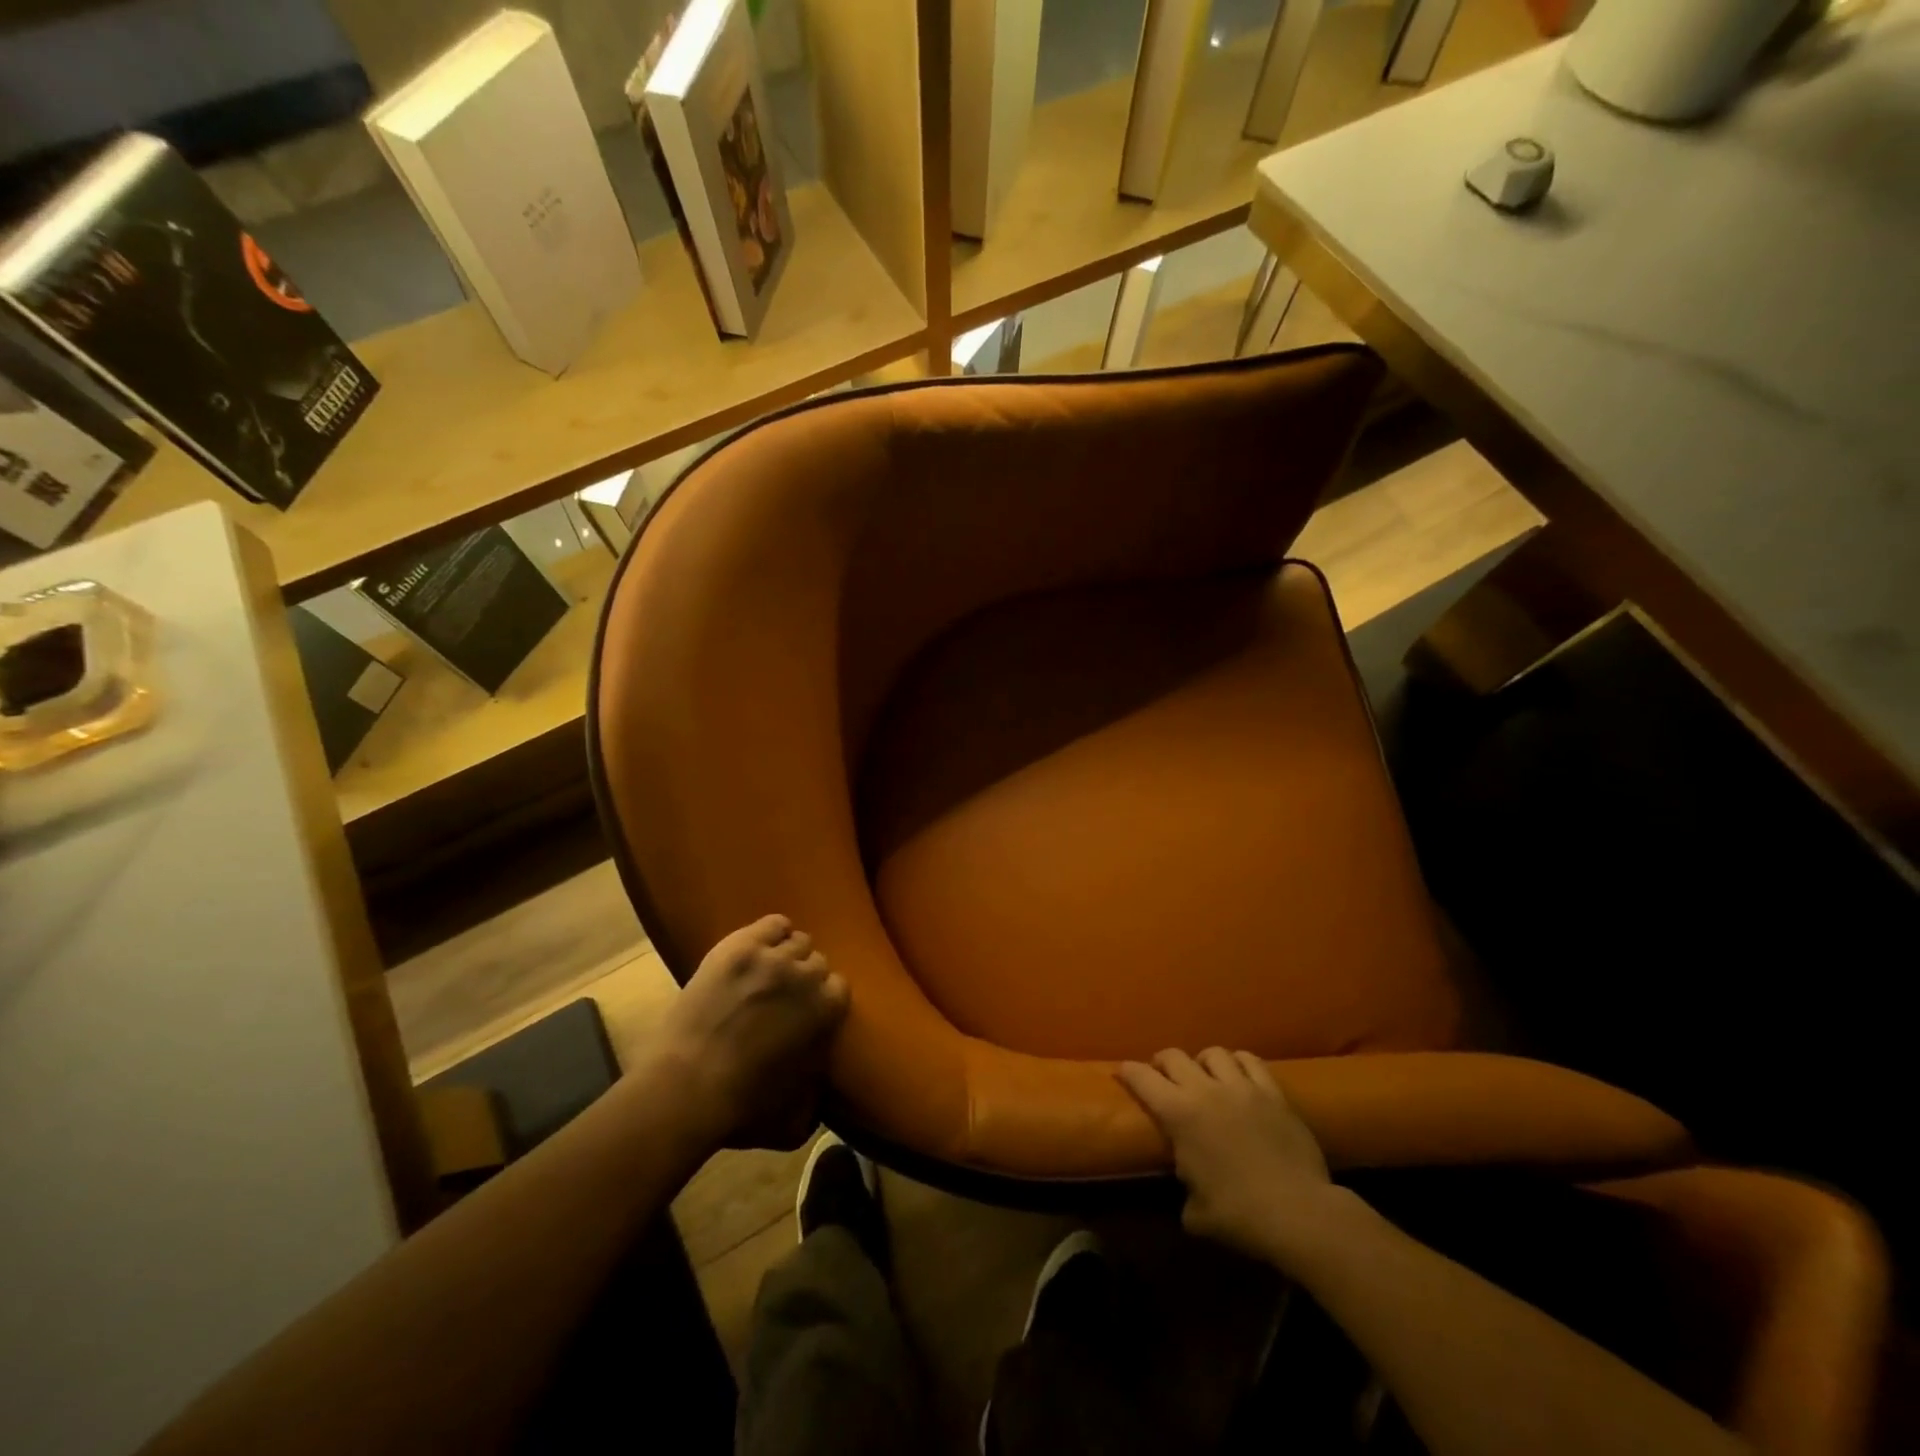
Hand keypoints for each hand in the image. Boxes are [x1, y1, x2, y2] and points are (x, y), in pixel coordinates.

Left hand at [649, 915, 848, 1151]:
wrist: (686, 1088)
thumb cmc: (743, 1108)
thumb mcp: (793, 1119)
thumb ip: (816, 1098)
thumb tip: (821, 1090)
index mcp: (826, 1010)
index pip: (839, 987)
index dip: (823, 999)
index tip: (807, 1012)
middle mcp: (806, 975)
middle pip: (817, 961)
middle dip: (805, 978)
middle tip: (784, 995)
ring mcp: (771, 958)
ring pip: (796, 940)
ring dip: (788, 955)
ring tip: (769, 972)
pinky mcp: (739, 946)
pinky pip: (772, 924)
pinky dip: (772, 933)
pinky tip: (761, 947)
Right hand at [1118, 1048, 1348, 1269]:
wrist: (1299, 1213)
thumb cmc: (1241, 1215)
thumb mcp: (1196, 1213)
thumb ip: (1185, 1191)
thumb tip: (1187, 1188)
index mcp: (1179, 1114)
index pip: (1142, 1078)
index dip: (1128, 1071)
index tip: (1123, 1071)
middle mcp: (1205, 1090)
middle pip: (1174, 1056)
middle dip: (1162, 1063)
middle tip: (1162, 1076)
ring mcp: (1242, 1087)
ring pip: (1213, 1053)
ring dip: (1201, 1062)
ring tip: (1204, 1075)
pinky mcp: (1273, 1092)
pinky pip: (1250, 1061)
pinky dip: (1238, 1063)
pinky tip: (1238, 1074)